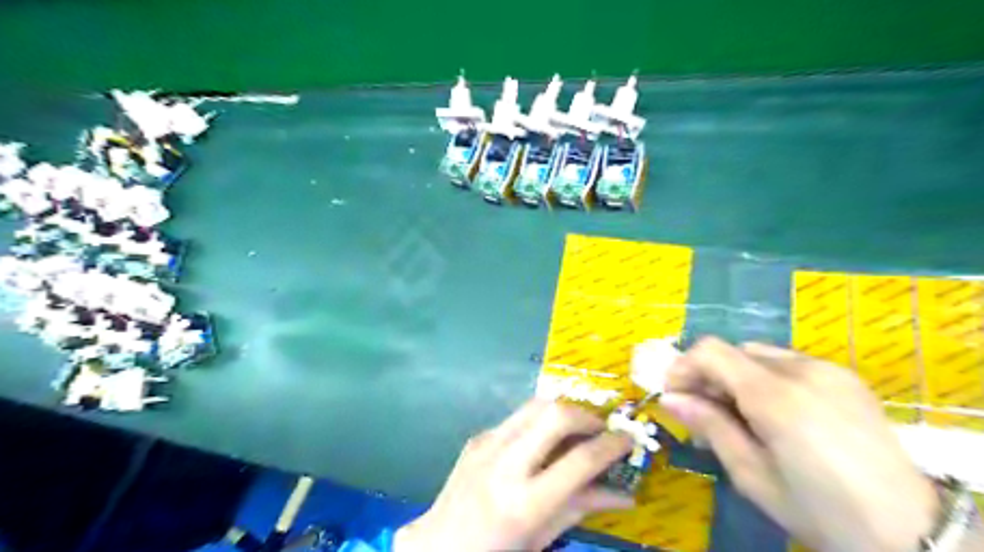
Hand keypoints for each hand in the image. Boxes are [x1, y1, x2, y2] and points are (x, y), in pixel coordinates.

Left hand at [396, 401, 634, 550]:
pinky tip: (541, 443)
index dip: (611, 446)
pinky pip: (517, 418)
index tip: (628, 439)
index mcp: (524, 502)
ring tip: (577, 430)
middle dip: (586, 415)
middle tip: (601, 429)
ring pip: (536, 404)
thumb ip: (581, 508)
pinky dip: (539, 423)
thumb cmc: (496, 551)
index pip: (579, 460)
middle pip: (555, 414)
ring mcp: (487, 444)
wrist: (438, 545)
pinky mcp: (478, 436)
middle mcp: (504, 463)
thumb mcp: (542, 538)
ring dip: (563, 411)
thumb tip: (625, 494)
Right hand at [661, 337, 934, 550]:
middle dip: (709, 376)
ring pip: (759, 355)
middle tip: (705, 413)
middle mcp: (801, 370)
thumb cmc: (819, 509)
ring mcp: (827, 370)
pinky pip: (788, 364)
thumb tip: (670, 399)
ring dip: (737, 377)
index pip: (710, 351)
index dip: (683, 366)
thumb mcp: (752, 475)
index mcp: (775, 396)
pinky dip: (766, 379)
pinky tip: (776, 414)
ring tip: (740, 415)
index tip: (675, 395)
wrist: (912, 530)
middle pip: (733, 352)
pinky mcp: (844, 376)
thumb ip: (710, 427)